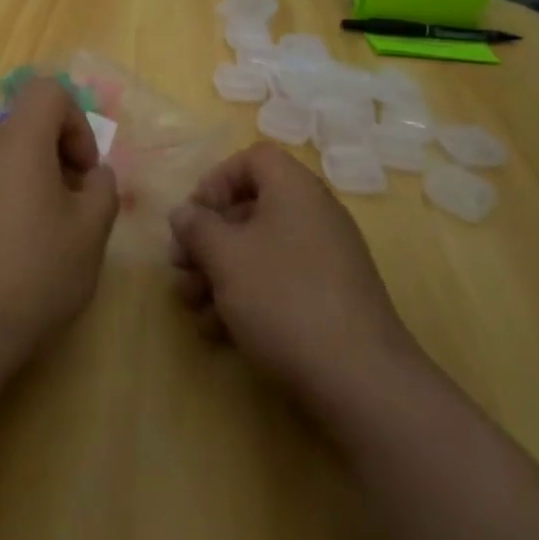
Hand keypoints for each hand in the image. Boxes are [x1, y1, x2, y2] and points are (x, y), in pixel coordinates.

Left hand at [0, 77, 120, 376]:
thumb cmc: (34, 271)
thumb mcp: (90, 231)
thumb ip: (103, 189)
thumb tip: (94, 176)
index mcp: (19, 140)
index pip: (48, 91)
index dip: (77, 121)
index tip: (85, 170)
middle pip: (28, 126)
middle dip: (61, 156)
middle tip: (77, 206)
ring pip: (9, 158)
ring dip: (38, 181)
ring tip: (51, 234)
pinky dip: (12, 201)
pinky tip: (19, 252)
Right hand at [169, 144, 426, 418]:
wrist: (359, 380)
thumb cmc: (283, 298)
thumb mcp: (225, 256)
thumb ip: (197, 227)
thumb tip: (185, 213)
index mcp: (295, 190)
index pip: (253, 158)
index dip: (217, 179)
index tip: (194, 215)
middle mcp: (313, 216)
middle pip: (250, 208)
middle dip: (207, 238)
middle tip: (179, 265)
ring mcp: (324, 261)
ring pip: (259, 251)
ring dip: (218, 273)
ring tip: (191, 306)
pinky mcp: (328, 301)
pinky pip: (278, 283)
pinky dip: (245, 298)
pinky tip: (218, 331)